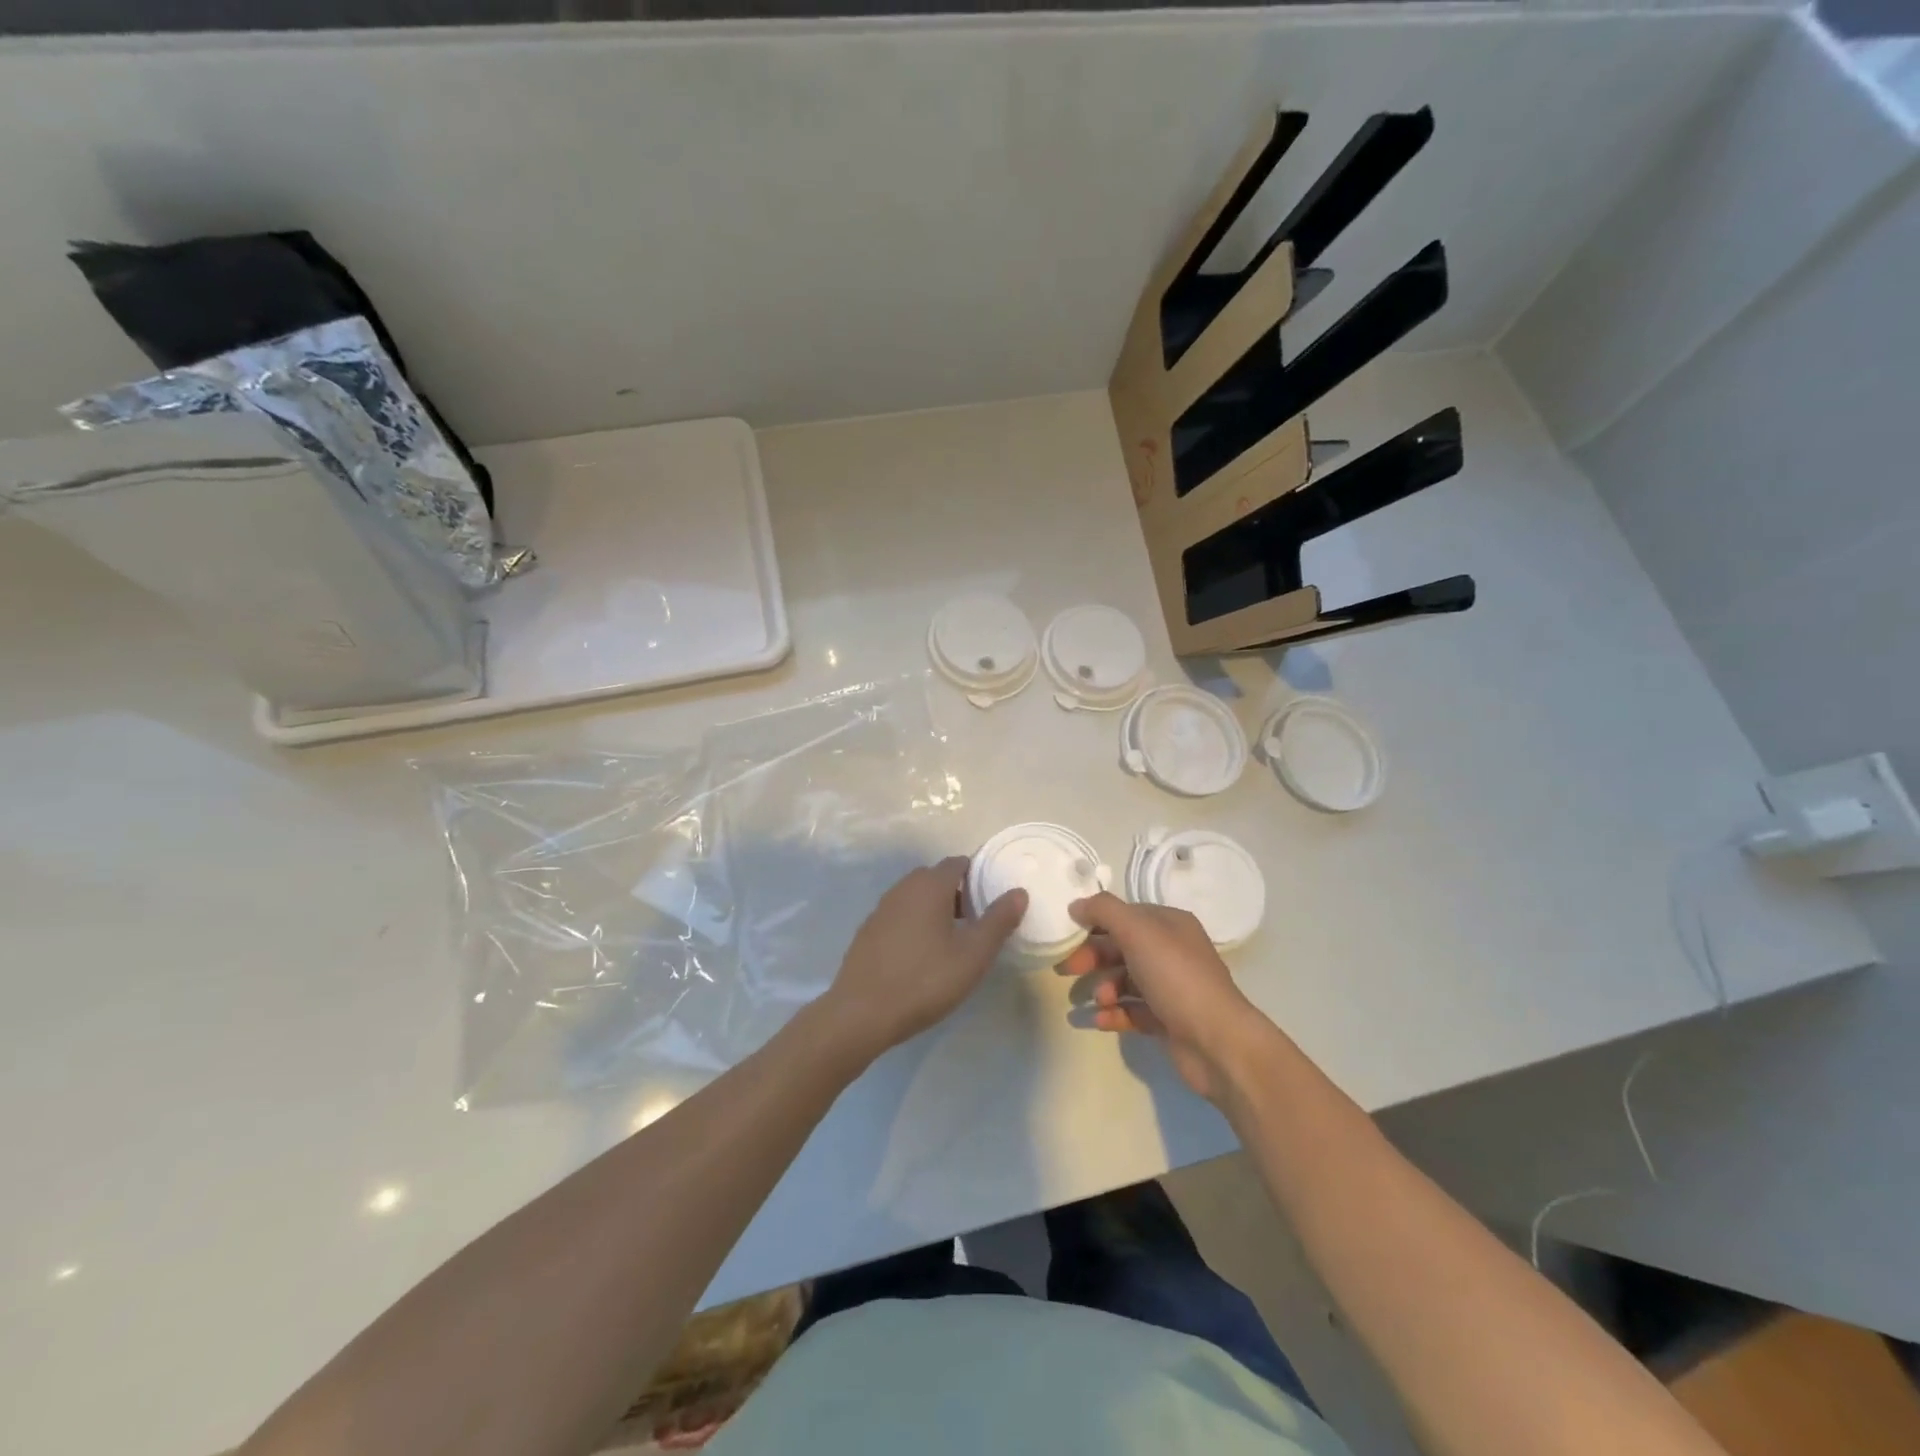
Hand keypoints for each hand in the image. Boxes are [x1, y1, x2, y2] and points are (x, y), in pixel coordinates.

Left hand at [816, 857, 1026, 1063]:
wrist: (861, 1013)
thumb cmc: (924, 980)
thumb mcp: (973, 955)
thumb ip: (998, 921)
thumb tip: (1018, 892)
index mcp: (929, 886)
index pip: (958, 863)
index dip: (979, 876)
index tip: (995, 899)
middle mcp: (903, 888)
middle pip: (937, 878)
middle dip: (960, 893)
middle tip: (979, 922)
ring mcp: (881, 909)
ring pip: (917, 897)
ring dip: (937, 909)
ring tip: (955, 940)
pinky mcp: (868, 931)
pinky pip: (900, 915)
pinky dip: (916, 923)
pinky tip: (923, 955)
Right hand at [1061, 893, 1268, 1102]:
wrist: (1217, 1042)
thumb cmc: (1176, 977)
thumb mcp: (1137, 931)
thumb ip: (1104, 911)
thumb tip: (1076, 904)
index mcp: (1169, 924)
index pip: (1125, 915)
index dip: (1094, 923)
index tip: (1066, 935)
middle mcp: (1172, 951)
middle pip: (1121, 947)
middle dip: (1092, 957)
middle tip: (1066, 970)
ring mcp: (1171, 988)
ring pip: (1125, 980)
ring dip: (1103, 988)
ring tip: (1095, 1000)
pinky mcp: (1168, 1021)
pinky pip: (1132, 1011)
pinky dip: (1113, 1014)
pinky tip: (1097, 1020)